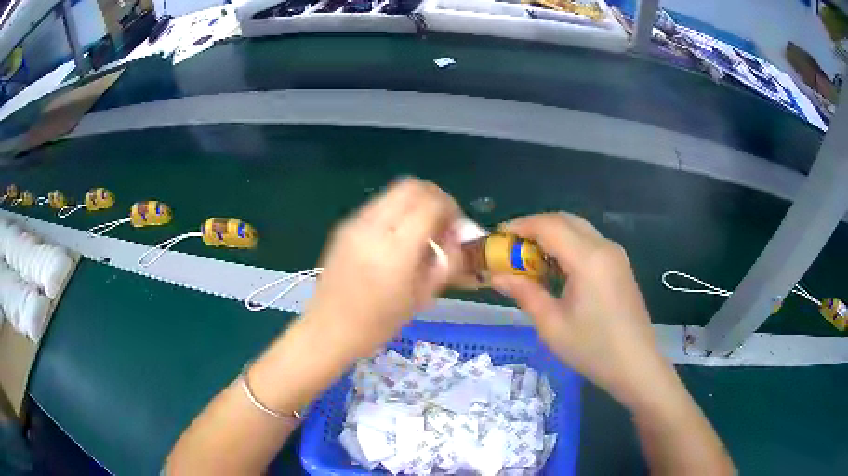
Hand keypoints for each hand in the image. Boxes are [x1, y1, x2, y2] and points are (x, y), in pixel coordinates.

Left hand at [305, 178, 460, 356]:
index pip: (430, 205)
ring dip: (415, 202)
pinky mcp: (344, 226)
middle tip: (442, 221)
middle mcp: (373, 228)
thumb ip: (446, 262)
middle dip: (434, 197)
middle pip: (412, 186)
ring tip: (420, 229)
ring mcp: (355, 223)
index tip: (455, 226)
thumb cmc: (378, 324)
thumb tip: (456, 237)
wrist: (328, 329)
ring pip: (394, 191)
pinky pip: (378, 204)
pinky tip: (397, 236)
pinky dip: (397, 210)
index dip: (450, 208)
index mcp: (395, 251)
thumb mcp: (422, 298)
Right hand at [491, 213, 670, 407]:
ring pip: (578, 229)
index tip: (497, 237)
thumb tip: (496, 276)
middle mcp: (604, 247)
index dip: (520, 226)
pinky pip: (589, 242)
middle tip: (511, 248)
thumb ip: (525, 293)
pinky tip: (556, 269)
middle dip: (534, 227)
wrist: (636, 365)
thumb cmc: (593, 349)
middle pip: (564, 220)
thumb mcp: (552, 325)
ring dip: (551, 236)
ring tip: (529, 260)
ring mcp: (615, 254)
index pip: (549, 226)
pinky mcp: (620, 265)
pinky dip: (567, 246)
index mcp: (588, 259)